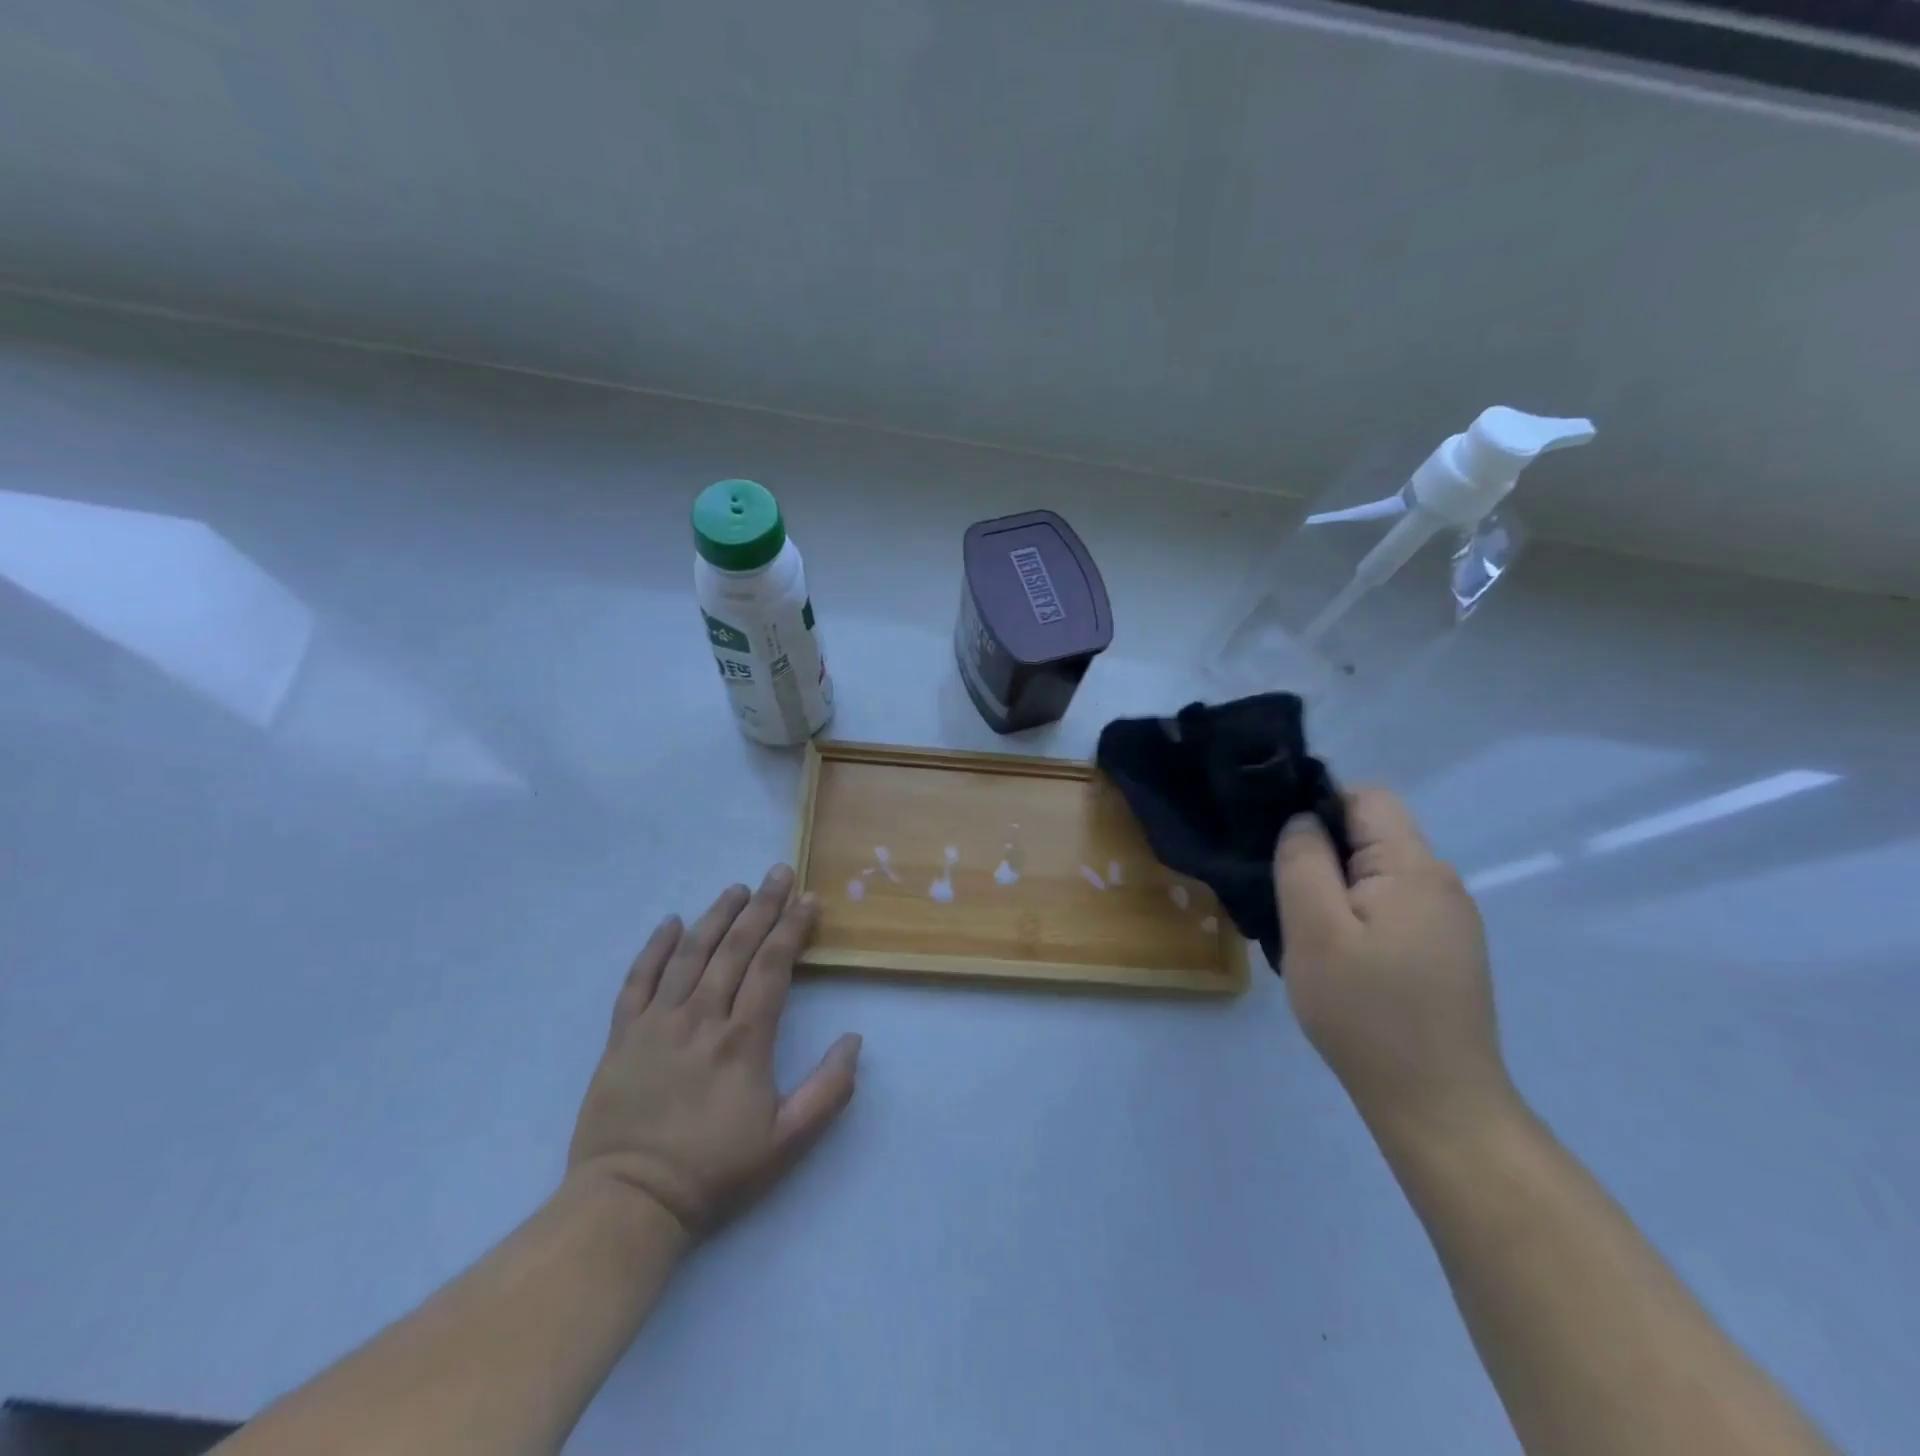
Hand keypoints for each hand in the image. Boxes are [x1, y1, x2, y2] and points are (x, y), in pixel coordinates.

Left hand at [566, 866, 861, 1237]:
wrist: (629, 1204)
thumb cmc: (714, 1171)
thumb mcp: (786, 1142)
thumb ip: (828, 1090)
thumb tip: (854, 1039)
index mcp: (743, 1040)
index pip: (772, 967)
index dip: (792, 929)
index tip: (808, 899)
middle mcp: (701, 1018)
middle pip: (734, 948)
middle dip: (762, 907)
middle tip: (778, 873)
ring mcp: (656, 1023)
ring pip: (690, 954)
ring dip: (716, 916)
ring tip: (737, 888)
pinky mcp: (622, 1036)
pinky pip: (637, 980)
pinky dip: (654, 948)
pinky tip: (671, 923)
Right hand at [1272, 789, 1513, 1137]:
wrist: (1437, 1105)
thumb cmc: (1367, 1013)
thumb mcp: (1315, 930)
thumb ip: (1303, 862)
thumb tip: (1301, 821)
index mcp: (1414, 868)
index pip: (1365, 797)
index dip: (1317, 807)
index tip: (1283, 849)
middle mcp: (1440, 883)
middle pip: (1372, 835)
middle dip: (1323, 854)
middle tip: (1288, 900)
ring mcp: (1448, 920)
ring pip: (1378, 873)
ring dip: (1337, 889)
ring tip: (1309, 933)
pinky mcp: (1445, 950)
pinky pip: (1392, 906)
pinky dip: (1358, 916)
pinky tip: (1340, 958)